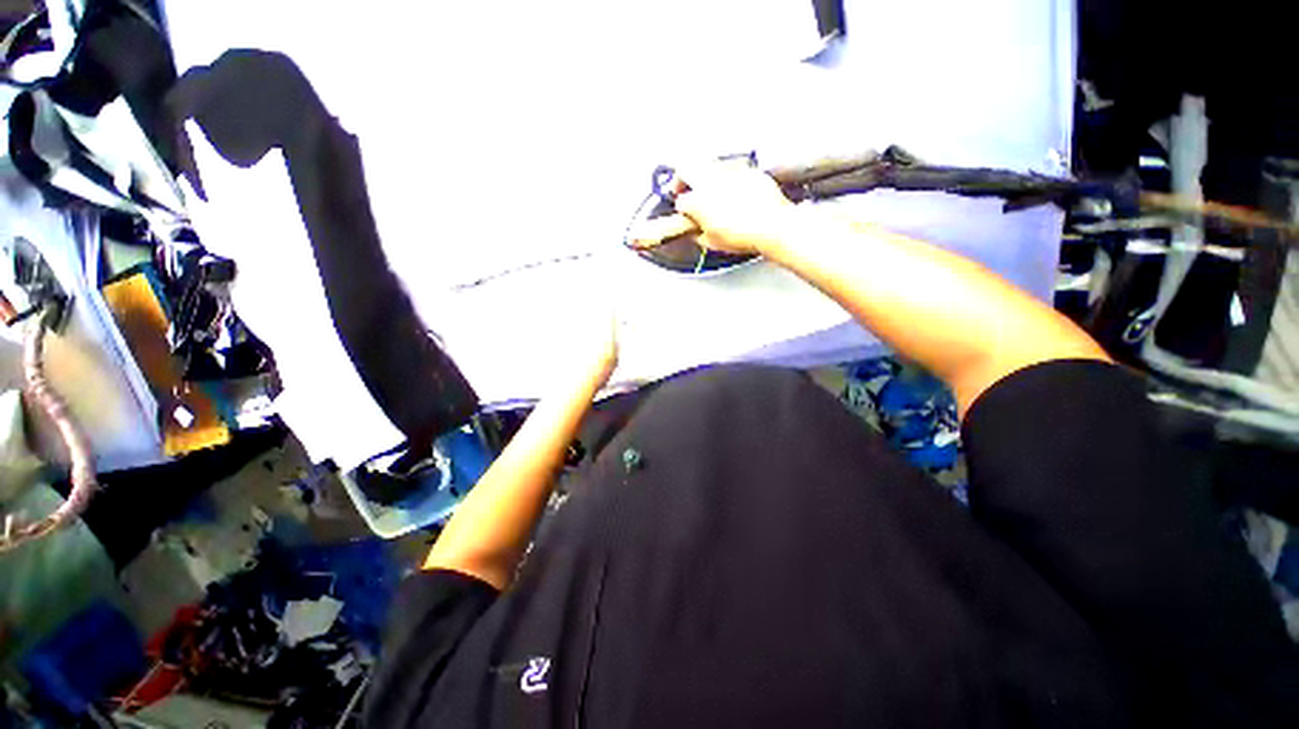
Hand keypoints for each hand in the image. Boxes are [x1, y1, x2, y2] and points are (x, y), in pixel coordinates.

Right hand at [637, 163, 796, 255]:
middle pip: (689, 170)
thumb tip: (696, 232)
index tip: (683, 211)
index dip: (681, 207)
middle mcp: (710, 180)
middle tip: (686, 189)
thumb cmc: (742, 235)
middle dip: (684, 179)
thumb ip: (699, 234)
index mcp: (698, 201)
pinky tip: (735, 192)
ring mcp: (731, 170)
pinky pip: (734, 169)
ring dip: (706, 176)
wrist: (772, 226)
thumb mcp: (713, 243)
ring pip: (710, 166)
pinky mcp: (749, 170)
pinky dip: (730, 178)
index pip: (681, 201)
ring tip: (711, 190)